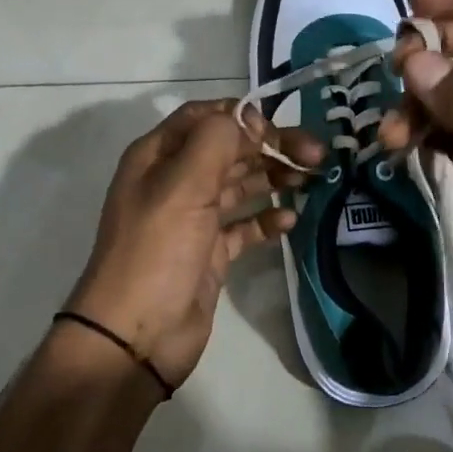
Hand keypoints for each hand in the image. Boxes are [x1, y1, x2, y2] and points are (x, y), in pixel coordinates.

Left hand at [65, 100, 321, 389]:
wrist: (136, 335)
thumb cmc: (157, 251)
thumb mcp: (182, 185)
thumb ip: (217, 140)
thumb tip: (249, 118)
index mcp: (158, 156)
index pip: (206, 118)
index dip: (244, 117)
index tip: (281, 129)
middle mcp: (174, 181)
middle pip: (229, 150)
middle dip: (270, 147)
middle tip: (316, 156)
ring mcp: (193, 219)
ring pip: (239, 186)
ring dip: (274, 178)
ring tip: (311, 180)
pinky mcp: (210, 253)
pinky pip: (244, 226)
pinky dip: (266, 219)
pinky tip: (290, 220)